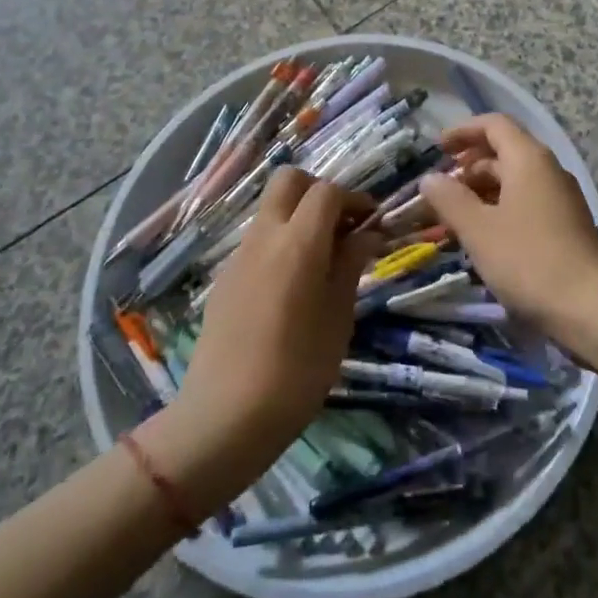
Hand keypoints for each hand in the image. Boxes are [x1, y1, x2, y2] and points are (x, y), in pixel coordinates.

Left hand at [139, 169, 379, 514]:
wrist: (225, 417)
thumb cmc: (297, 370)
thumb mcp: (338, 317)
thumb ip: (351, 265)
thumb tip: (367, 233)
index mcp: (299, 242)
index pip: (327, 191)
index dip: (354, 198)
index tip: (372, 221)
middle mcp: (265, 236)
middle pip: (289, 180)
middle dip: (318, 190)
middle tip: (341, 225)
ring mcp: (239, 255)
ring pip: (271, 209)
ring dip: (298, 216)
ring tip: (322, 259)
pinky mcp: (225, 278)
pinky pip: (257, 240)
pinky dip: (280, 242)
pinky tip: (293, 285)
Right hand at [419, 113, 597, 339]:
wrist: (590, 309)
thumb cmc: (528, 260)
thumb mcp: (478, 230)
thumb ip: (450, 200)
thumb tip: (429, 178)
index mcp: (529, 159)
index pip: (495, 125)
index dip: (463, 131)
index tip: (437, 148)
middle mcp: (549, 170)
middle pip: (505, 151)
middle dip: (470, 164)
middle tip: (442, 188)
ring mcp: (562, 198)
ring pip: (517, 179)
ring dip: (484, 189)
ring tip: (457, 214)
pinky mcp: (568, 225)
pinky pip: (528, 201)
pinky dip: (502, 207)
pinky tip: (486, 235)